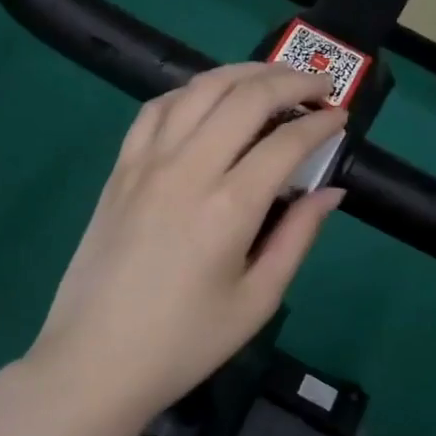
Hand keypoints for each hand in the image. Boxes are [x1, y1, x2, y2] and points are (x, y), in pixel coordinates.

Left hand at [25, 63, 347, 420]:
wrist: (94, 361)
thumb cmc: (184, 342)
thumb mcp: (257, 300)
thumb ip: (298, 237)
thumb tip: (330, 191)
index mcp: (229, 207)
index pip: (286, 142)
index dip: (321, 123)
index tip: (341, 118)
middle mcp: (188, 169)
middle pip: (246, 97)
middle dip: (291, 81)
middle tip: (319, 85)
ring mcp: (147, 162)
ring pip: (200, 89)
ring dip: (243, 73)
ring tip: (272, 77)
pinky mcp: (121, 168)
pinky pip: (157, 108)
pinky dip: (191, 91)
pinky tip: (208, 99)